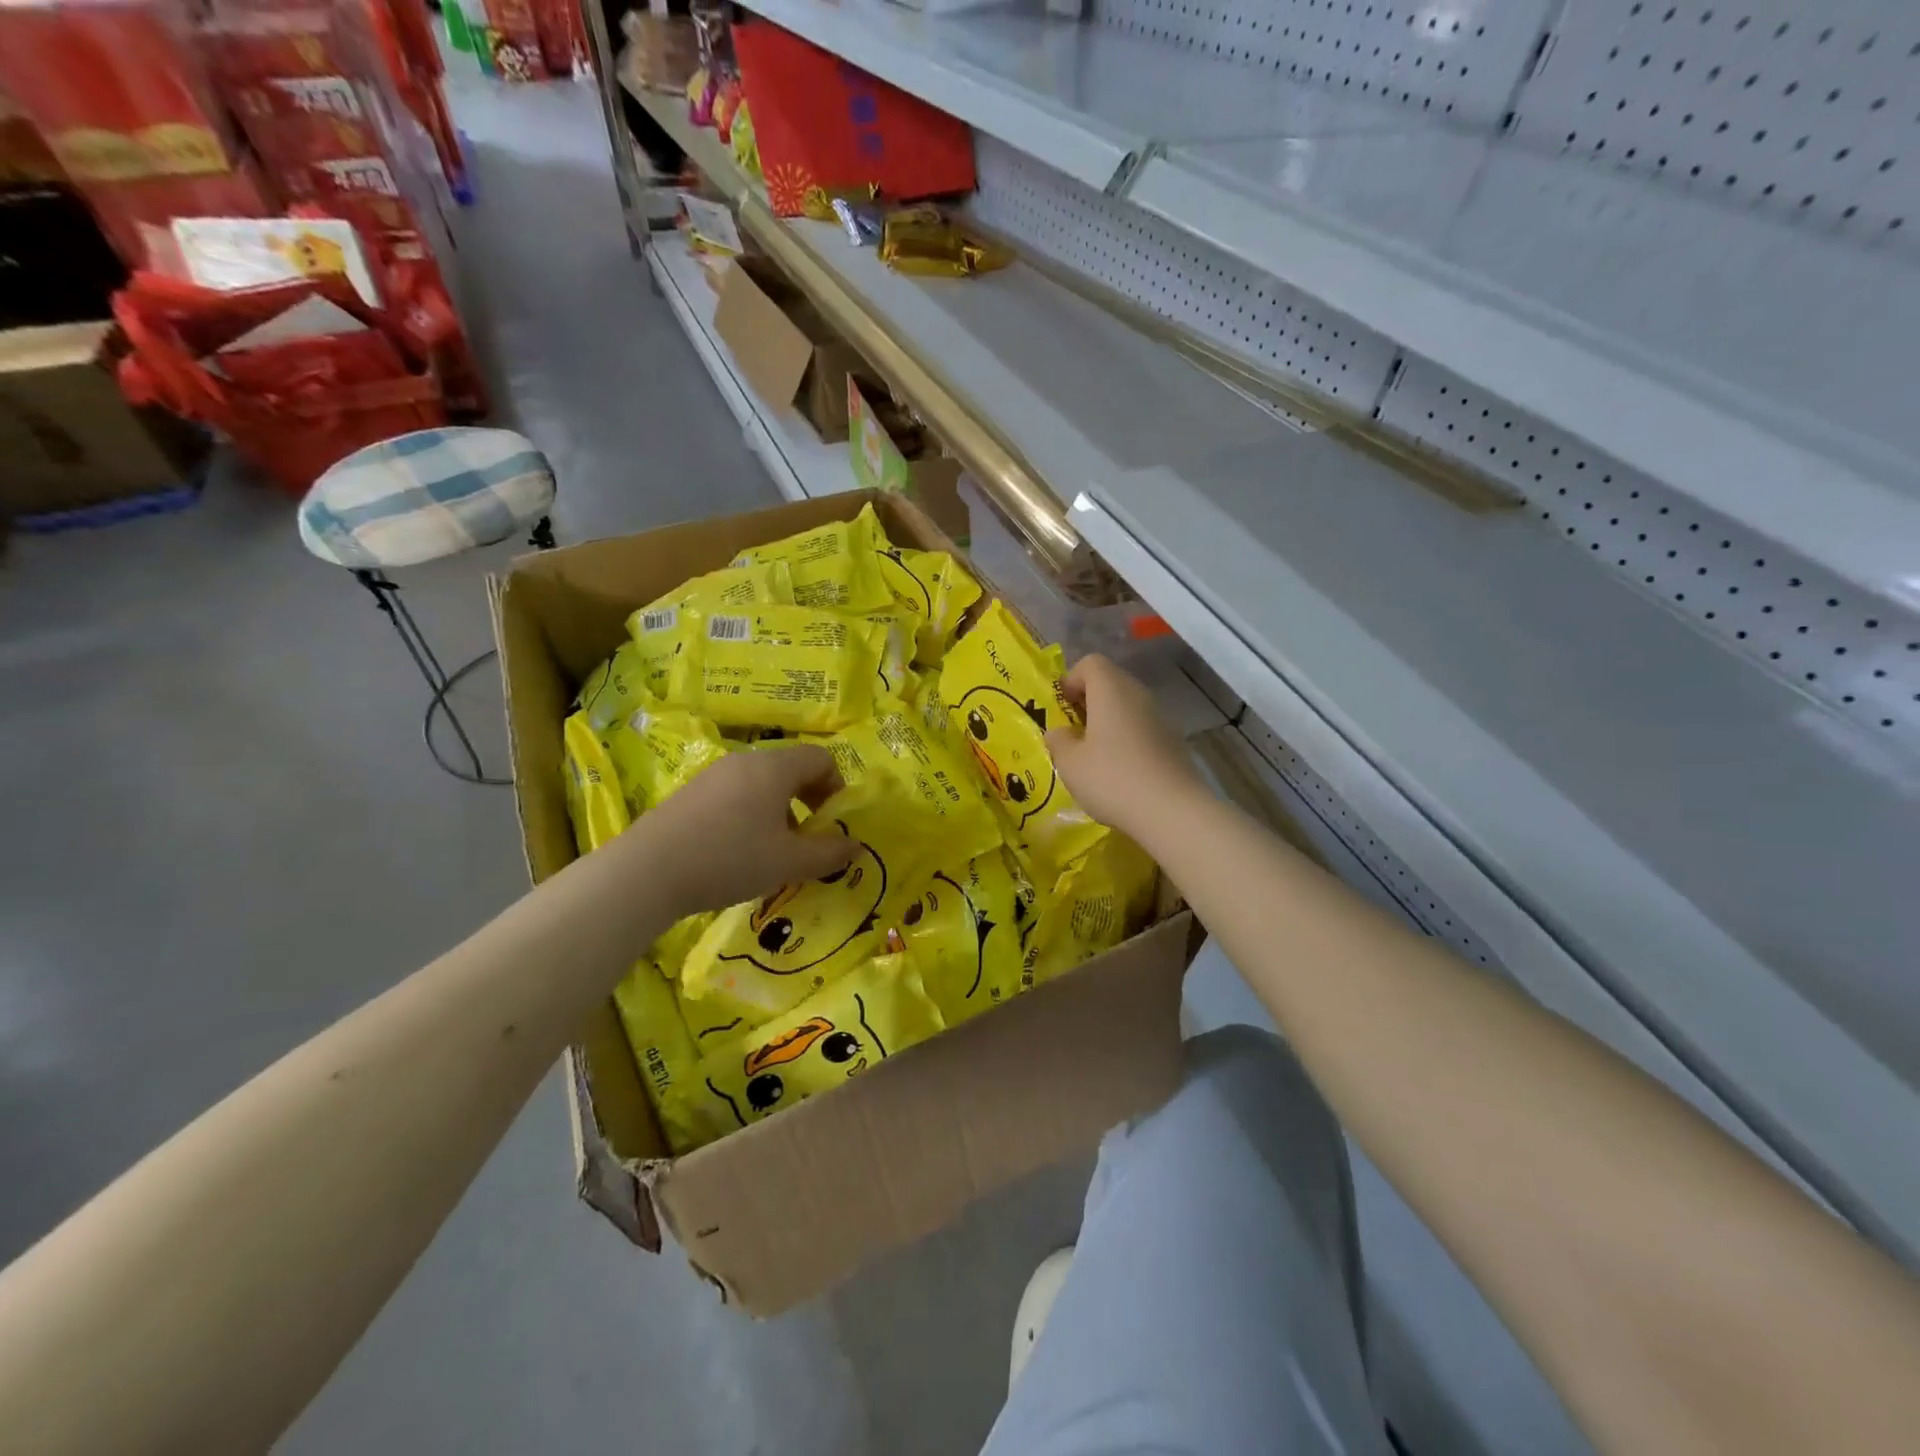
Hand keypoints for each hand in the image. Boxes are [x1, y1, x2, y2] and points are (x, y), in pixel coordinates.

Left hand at [637, 745, 857, 917]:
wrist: (648, 872)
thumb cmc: (731, 858)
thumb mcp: (789, 862)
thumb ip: (828, 853)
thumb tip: (855, 846)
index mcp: (774, 768)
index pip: (821, 759)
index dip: (836, 787)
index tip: (832, 822)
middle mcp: (745, 761)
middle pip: (790, 769)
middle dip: (808, 801)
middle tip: (807, 838)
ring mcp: (713, 775)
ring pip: (761, 783)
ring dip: (779, 810)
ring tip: (772, 850)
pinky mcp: (690, 793)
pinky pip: (734, 794)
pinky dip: (749, 815)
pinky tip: (736, 852)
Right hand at [1046, 654, 1203, 837]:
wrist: (1172, 811)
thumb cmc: (1112, 779)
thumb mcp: (1070, 763)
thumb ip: (1058, 741)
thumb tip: (1059, 732)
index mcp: (1111, 690)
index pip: (1091, 663)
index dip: (1071, 680)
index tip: (1061, 708)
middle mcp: (1139, 695)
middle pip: (1111, 683)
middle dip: (1089, 702)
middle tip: (1073, 733)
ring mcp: (1161, 718)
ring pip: (1128, 708)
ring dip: (1109, 723)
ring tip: (1094, 756)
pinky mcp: (1174, 743)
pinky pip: (1143, 730)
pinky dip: (1128, 741)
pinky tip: (1120, 773)